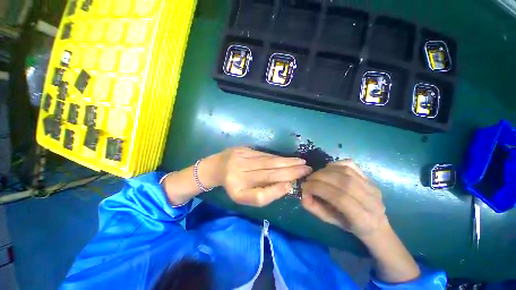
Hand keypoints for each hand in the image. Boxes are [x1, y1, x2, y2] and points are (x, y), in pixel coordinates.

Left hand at [214, 147, 311, 206]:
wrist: (217, 166)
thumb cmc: (233, 184)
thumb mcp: (244, 196)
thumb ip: (262, 195)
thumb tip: (285, 186)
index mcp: (238, 189)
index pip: (260, 193)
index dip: (277, 190)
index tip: (294, 184)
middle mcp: (239, 172)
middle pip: (268, 172)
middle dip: (289, 171)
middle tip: (307, 169)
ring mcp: (242, 158)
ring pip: (268, 160)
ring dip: (287, 162)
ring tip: (301, 162)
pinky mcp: (244, 149)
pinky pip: (264, 154)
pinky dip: (278, 157)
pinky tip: (288, 158)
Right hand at [301, 160, 387, 239]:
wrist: (375, 223)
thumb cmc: (350, 225)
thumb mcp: (330, 221)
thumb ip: (314, 207)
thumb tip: (303, 193)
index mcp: (363, 219)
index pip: (340, 198)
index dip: (319, 189)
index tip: (305, 187)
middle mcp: (371, 200)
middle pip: (343, 182)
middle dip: (320, 177)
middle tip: (308, 180)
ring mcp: (371, 186)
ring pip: (345, 171)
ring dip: (325, 170)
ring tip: (316, 175)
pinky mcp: (369, 177)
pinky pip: (350, 164)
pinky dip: (335, 164)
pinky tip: (327, 169)